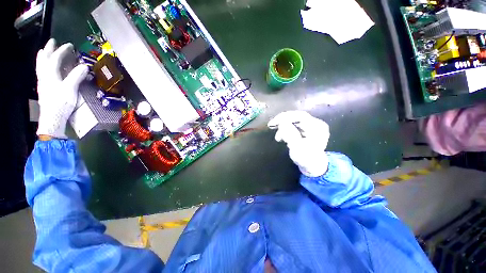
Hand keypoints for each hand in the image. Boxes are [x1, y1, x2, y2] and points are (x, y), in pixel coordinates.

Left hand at [36, 39, 88, 138]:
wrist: (51, 125)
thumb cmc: (59, 106)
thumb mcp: (70, 89)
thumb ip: (77, 75)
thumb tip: (85, 66)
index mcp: (51, 72)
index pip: (57, 56)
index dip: (64, 49)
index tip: (71, 46)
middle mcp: (44, 76)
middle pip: (44, 59)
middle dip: (48, 49)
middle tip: (51, 42)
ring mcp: (42, 85)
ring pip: (40, 68)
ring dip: (41, 59)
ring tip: (42, 52)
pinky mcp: (42, 93)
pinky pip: (40, 77)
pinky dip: (40, 70)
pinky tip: (42, 71)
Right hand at [268, 111, 329, 176]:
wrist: (314, 167)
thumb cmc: (306, 160)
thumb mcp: (297, 149)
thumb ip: (290, 135)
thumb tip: (282, 122)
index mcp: (318, 128)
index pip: (301, 116)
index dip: (285, 117)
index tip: (273, 123)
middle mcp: (317, 123)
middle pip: (298, 117)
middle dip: (283, 121)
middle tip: (271, 126)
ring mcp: (314, 125)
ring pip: (296, 120)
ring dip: (284, 126)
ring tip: (278, 137)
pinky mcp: (309, 127)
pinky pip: (297, 123)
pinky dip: (288, 128)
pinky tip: (283, 136)